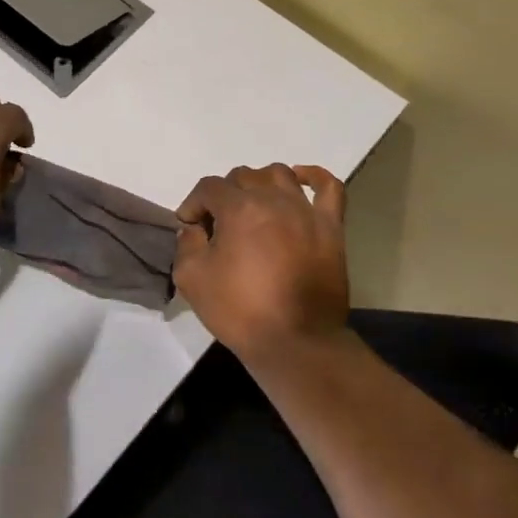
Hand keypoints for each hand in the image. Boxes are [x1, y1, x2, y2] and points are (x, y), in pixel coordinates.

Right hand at [173, 164, 350, 363]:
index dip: (193, 204)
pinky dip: (313, 176)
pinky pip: (329, 187)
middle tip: (219, 225)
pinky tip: (300, 179)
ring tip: (252, 205)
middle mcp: (274, 200)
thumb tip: (194, 228)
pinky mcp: (331, 227)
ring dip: (259, 183)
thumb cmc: (241, 310)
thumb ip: (186, 244)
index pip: (208, 188)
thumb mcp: (191, 279)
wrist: (296, 342)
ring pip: (279, 175)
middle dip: (223, 195)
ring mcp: (306, 211)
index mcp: (239, 209)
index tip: (189, 228)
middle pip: (243, 177)